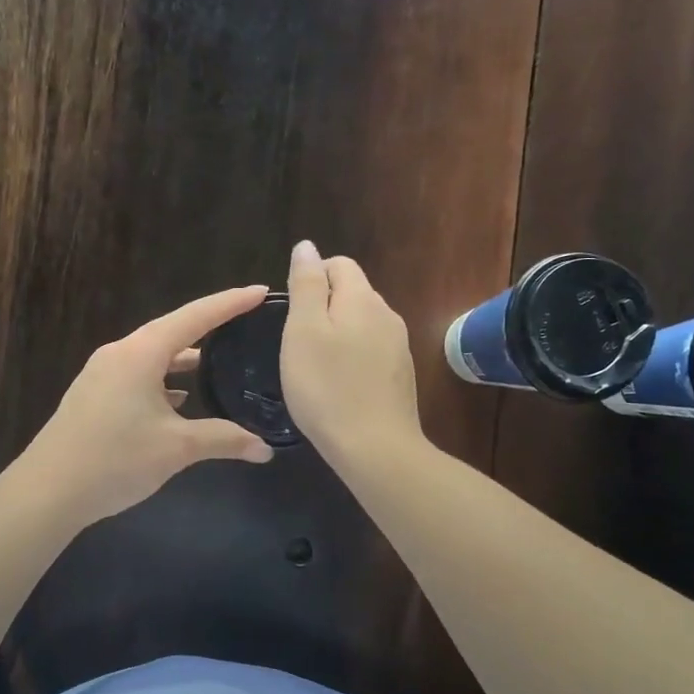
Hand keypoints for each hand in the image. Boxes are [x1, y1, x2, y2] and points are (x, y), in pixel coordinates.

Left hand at [6, 286, 276, 526]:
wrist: (47, 492)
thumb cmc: (115, 460)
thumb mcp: (176, 448)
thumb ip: (224, 440)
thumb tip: (266, 449)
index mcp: (141, 353)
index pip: (195, 317)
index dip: (231, 302)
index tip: (261, 290)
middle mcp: (120, 354)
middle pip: (172, 330)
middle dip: (210, 327)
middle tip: (244, 321)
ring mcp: (102, 374)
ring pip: (153, 355)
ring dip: (184, 358)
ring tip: (217, 363)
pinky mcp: (93, 395)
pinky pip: (137, 374)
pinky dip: (163, 379)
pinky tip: (178, 399)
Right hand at [280, 241, 423, 466]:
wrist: (375, 447)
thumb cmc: (327, 386)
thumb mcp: (303, 330)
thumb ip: (307, 284)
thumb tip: (307, 246)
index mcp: (362, 298)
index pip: (339, 264)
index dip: (312, 278)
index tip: (292, 314)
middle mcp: (387, 315)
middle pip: (353, 293)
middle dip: (324, 307)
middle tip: (298, 343)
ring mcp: (399, 346)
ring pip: (362, 324)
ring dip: (338, 334)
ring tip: (315, 366)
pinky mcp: (401, 375)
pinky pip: (372, 351)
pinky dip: (352, 358)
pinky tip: (339, 385)